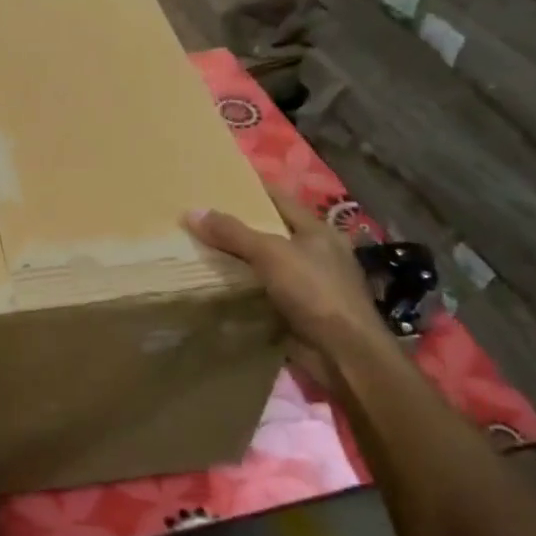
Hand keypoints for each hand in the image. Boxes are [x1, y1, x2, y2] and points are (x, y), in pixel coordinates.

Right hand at [185, 189, 392, 394]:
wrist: (344, 353)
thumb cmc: (314, 292)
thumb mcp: (271, 254)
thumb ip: (232, 233)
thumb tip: (192, 212)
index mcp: (317, 231)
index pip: (279, 199)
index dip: (251, 189)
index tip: (218, 183)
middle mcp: (315, 253)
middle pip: (270, 232)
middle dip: (237, 227)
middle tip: (199, 218)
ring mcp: (308, 284)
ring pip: (265, 264)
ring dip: (237, 261)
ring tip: (198, 249)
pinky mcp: (298, 311)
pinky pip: (262, 292)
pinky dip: (242, 289)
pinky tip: (215, 285)